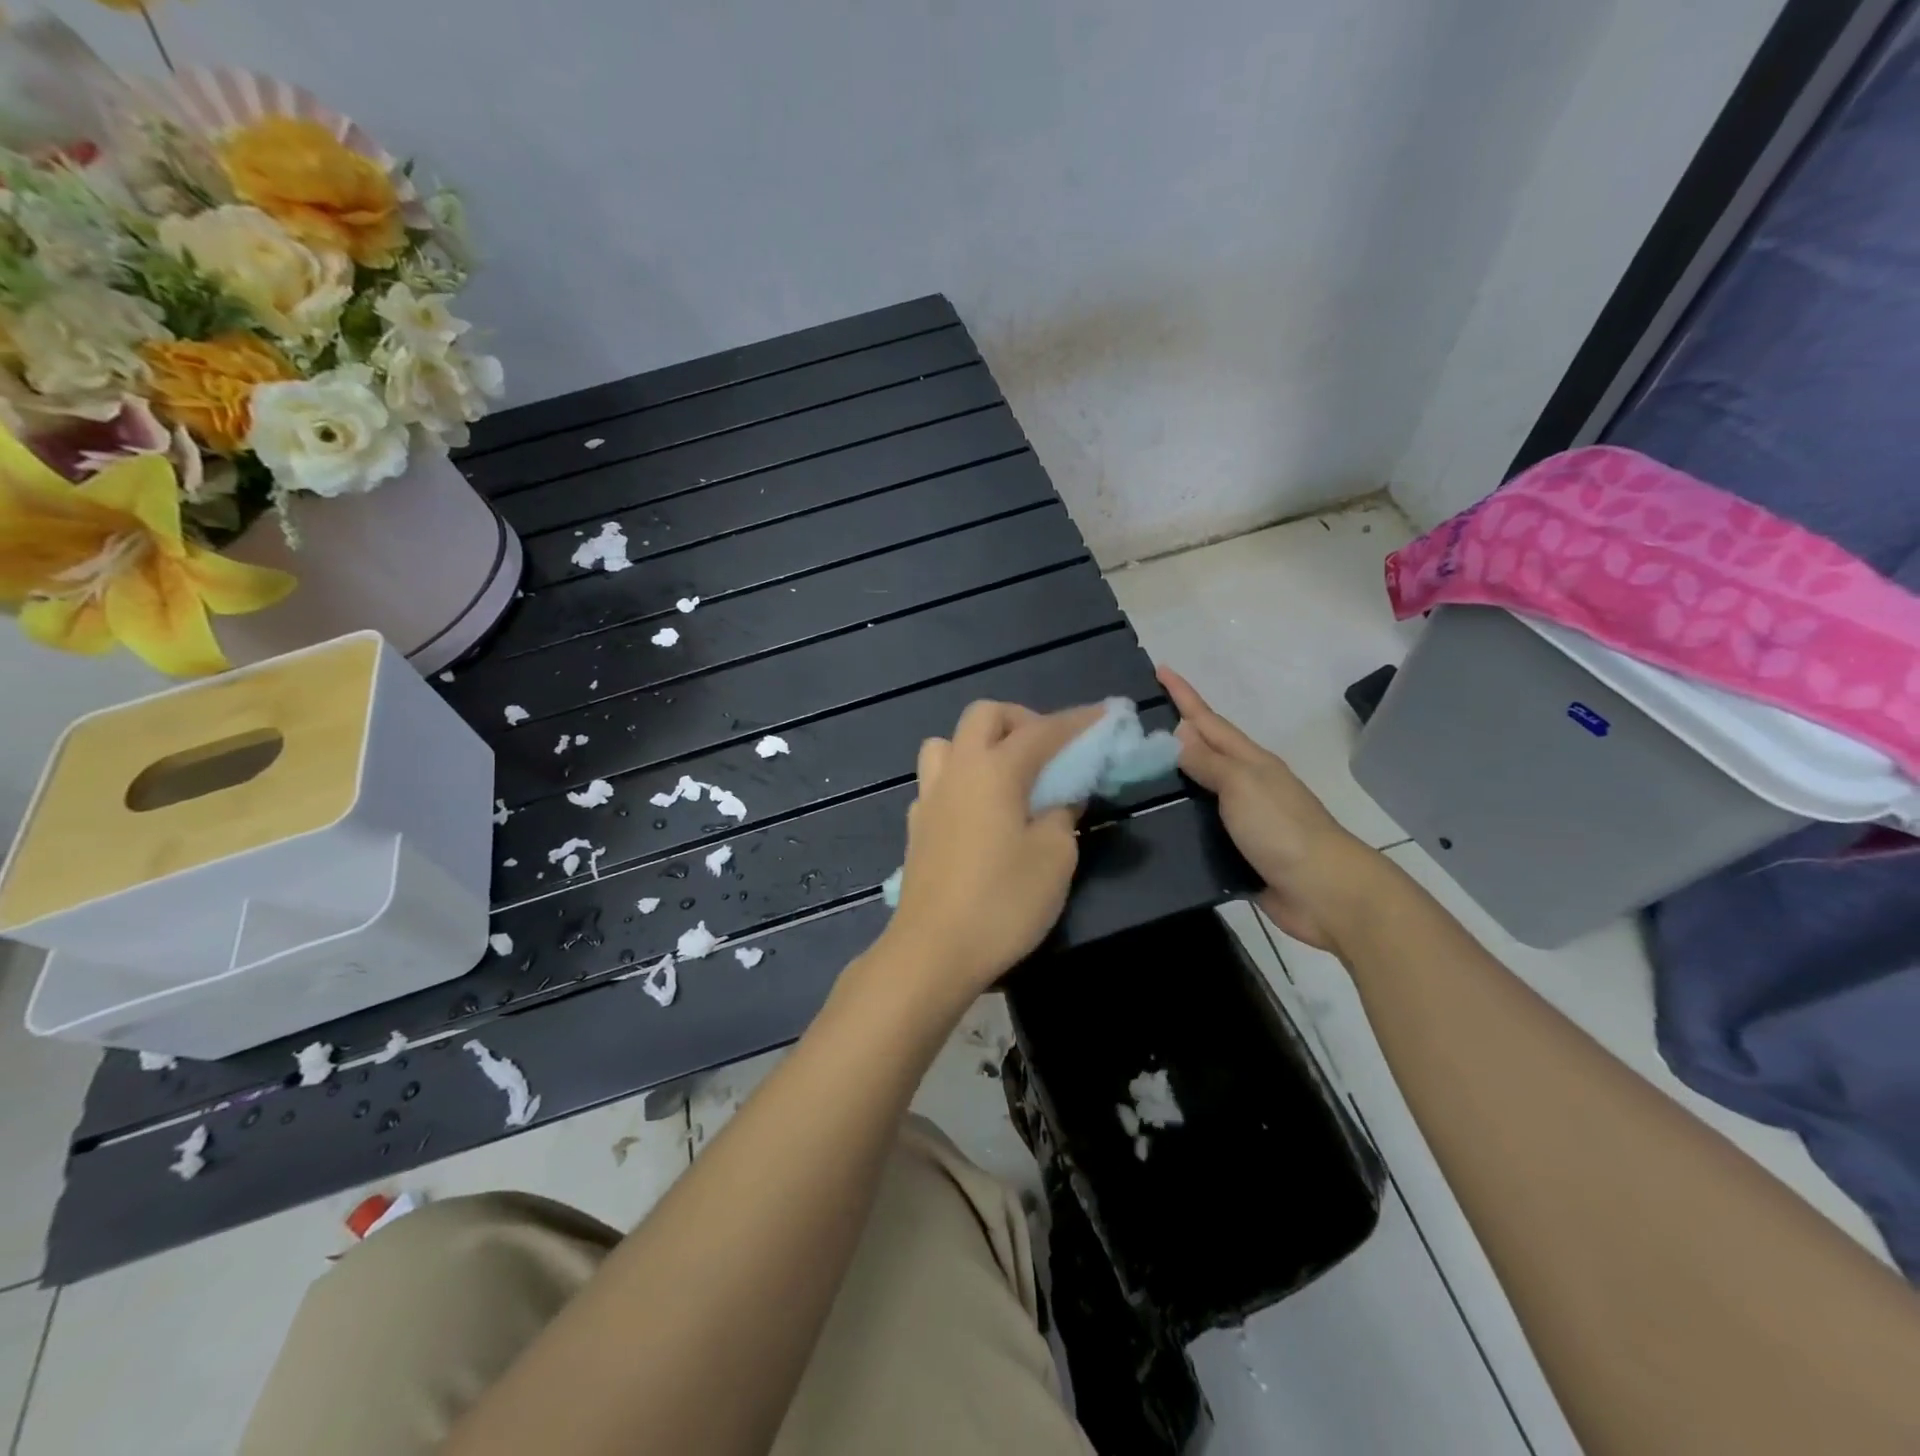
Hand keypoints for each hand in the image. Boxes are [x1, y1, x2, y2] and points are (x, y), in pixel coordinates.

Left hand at [882, 699, 1105, 1001]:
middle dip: (1021, 720)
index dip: (1077, 721)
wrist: (933, 951)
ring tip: (1008, 776)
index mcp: (994, 770)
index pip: (1042, 730)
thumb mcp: (1054, 858)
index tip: (1105, 716)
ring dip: (981, 744)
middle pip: (984, 715)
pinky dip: (962, 779)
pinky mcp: (916, 825)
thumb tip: (1061, 796)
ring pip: (949, 742)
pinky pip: (937, 780)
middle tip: (1049, 750)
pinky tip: (979, 812)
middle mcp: (957, 770)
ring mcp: (929, 796)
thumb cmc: (1003, 902)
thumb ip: (1062, 815)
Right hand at [1159, 666, 1383, 950]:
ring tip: (1132, 771)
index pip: (1208, 721)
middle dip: (1172, 733)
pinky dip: (1178, 817)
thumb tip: (1179, 734)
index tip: (1159, 669)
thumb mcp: (1242, 784)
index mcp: (1249, 761)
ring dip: (1171, 777)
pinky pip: (1199, 826)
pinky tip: (1154, 822)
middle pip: (1203, 751)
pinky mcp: (1236, 849)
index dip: (1183, 696)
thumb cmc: (1282, 829)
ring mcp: (1242, 817)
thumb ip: (1208, 762)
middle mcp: (1244, 784)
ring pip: (1198, 788)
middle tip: (1132, 724)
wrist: (1323, 890)